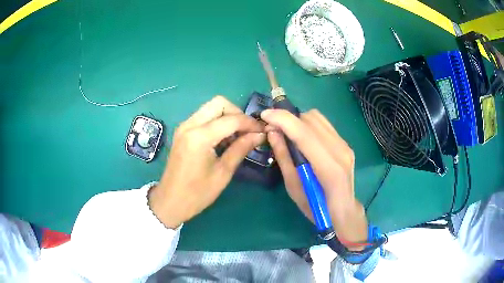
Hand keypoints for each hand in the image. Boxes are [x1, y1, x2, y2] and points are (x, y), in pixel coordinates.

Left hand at [149, 96, 264, 228]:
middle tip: (247, 131)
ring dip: (227, 117)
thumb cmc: (197, 193)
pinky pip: (203, 117)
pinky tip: (224, 139)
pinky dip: (217, 122)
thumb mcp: (223, 173)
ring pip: (211, 108)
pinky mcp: (182, 131)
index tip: (262, 131)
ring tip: (238, 136)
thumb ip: (241, 149)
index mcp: (199, 137)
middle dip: (237, 113)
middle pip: (219, 103)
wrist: (170, 201)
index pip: (231, 119)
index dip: (250, 123)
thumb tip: (259, 135)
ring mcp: (184, 127)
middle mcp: (190, 125)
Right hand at [261, 109, 367, 244]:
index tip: (265, 115)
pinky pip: (324, 125)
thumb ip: (284, 157)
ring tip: (287, 133)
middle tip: (273, 129)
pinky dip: (308, 125)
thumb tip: (272, 132)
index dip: (283, 119)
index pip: (304, 133)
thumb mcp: (294, 188)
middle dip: (288, 119)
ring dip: (298, 121)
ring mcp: (345, 145)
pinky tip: (302, 138)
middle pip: (311, 120)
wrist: (343, 212)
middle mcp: (340, 151)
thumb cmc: (316, 208)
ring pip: (318, 118)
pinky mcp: (345, 144)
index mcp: (328, 167)